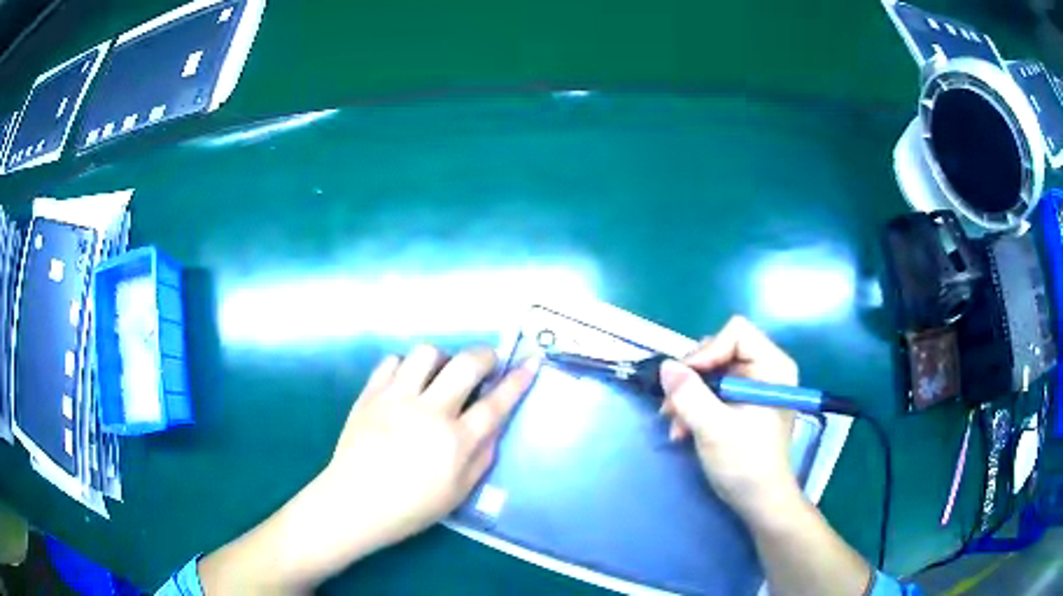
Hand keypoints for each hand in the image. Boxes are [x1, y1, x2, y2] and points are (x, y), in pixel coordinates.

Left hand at [199, 346, 538, 593]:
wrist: (353, 504)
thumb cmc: (410, 508)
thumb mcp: (459, 494)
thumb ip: (482, 457)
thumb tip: (493, 426)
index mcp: (455, 442)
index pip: (496, 402)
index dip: (518, 380)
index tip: (531, 361)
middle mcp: (429, 412)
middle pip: (466, 365)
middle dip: (484, 355)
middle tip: (486, 363)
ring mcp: (395, 398)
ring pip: (427, 354)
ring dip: (442, 359)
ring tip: (439, 376)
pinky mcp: (369, 394)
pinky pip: (391, 362)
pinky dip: (405, 367)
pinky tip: (406, 384)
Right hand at [659, 316, 799, 520]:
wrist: (759, 501)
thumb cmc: (745, 463)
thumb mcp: (714, 428)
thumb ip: (689, 395)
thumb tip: (665, 366)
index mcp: (773, 366)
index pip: (736, 333)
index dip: (707, 352)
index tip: (685, 380)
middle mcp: (766, 369)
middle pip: (720, 350)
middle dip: (692, 379)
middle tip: (671, 407)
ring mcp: (754, 386)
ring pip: (711, 372)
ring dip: (688, 397)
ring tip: (676, 426)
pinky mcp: (743, 403)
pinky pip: (712, 390)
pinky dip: (694, 407)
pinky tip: (683, 431)